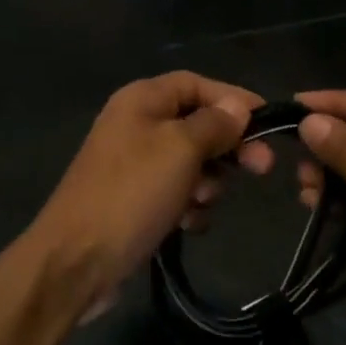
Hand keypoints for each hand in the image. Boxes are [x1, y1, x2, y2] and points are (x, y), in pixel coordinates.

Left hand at [26, 72, 272, 320]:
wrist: (77, 260)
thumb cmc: (132, 193)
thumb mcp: (180, 149)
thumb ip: (214, 124)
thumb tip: (237, 107)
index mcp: (142, 99)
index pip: (197, 84)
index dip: (233, 98)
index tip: (269, 121)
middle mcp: (137, 124)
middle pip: (197, 123)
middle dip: (227, 147)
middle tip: (261, 168)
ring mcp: (134, 164)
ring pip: (192, 162)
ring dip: (208, 182)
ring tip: (201, 202)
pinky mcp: (135, 200)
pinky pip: (177, 193)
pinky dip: (188, 206)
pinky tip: (186, 225)